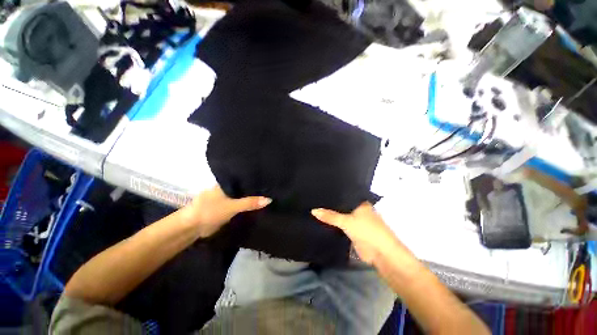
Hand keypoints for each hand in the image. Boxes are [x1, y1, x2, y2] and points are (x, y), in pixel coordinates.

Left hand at [182, 186, 270, 237]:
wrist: (192, 227)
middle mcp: (227, 188)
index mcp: (227, 183)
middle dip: (255, 188)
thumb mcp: (232, 206)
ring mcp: (226, 198)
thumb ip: (250, 202)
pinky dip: (247, 204)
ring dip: (252, 197)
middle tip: (271, 187)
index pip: (244, 178)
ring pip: (242, 196)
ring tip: (269, 193)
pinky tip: (258, 204)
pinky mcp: (226, 207)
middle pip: (245, 187)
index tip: (268, 178)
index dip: (255, 179)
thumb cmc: (210, 211)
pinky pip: (240, 204)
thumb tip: (269, 199)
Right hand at [311, 202, 410, 264]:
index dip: (333, 194)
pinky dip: (333, 224)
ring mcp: (355, 221)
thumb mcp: (346, 221)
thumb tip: (313, 210)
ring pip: (340, 216)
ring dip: (331, 215)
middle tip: (315, 199)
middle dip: (330, 205)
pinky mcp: (352, 231)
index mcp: (360, 203)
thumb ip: (330, 216)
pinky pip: (340, 225)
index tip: (320, 190)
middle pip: (341, 206)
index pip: (344, 195)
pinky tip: (322, 220)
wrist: (380, 254)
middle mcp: (358, 210)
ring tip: (315, 207)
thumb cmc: (367, 231)